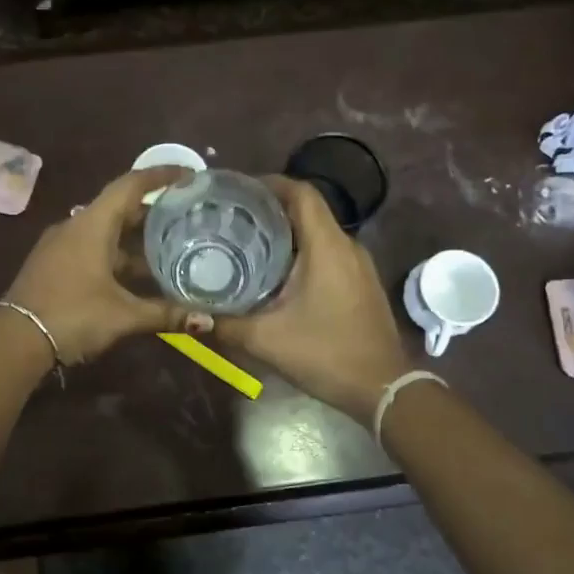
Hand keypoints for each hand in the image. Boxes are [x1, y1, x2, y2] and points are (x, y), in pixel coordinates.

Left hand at [2, 167, 212, 367]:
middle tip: (187, 215)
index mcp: (92, 225)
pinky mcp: (54, 265)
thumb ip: (165, 313)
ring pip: (105, 231)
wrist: (13, 341)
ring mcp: (61, 246)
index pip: (130, 185)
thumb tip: (208, 320)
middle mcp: (75, 226)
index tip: (188, 175)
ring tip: (170, 247)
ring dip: (135, 238)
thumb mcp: (123, 315)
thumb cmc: (72, 315)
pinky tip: (137, 275)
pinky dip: (118, 254)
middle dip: (153, 211)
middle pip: (119, 208)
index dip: (160, 176)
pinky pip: (93, 247)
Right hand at [215, 178, 410, 422]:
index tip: (237, 190)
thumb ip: (225, 324)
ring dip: (286, 231)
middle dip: (270, 208)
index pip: (301, 193)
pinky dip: (302, 251)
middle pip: (308, 209)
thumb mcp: (267, 340)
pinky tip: (276, 272)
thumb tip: (188, 316)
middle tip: (231, 217)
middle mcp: (346, 246)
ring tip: (247, 240)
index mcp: (327, 246)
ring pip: (319, 232)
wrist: (384, 389)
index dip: (269, 183)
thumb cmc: (326, 354)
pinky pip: (328, 252)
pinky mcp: (361, 283)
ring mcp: (359, 265)